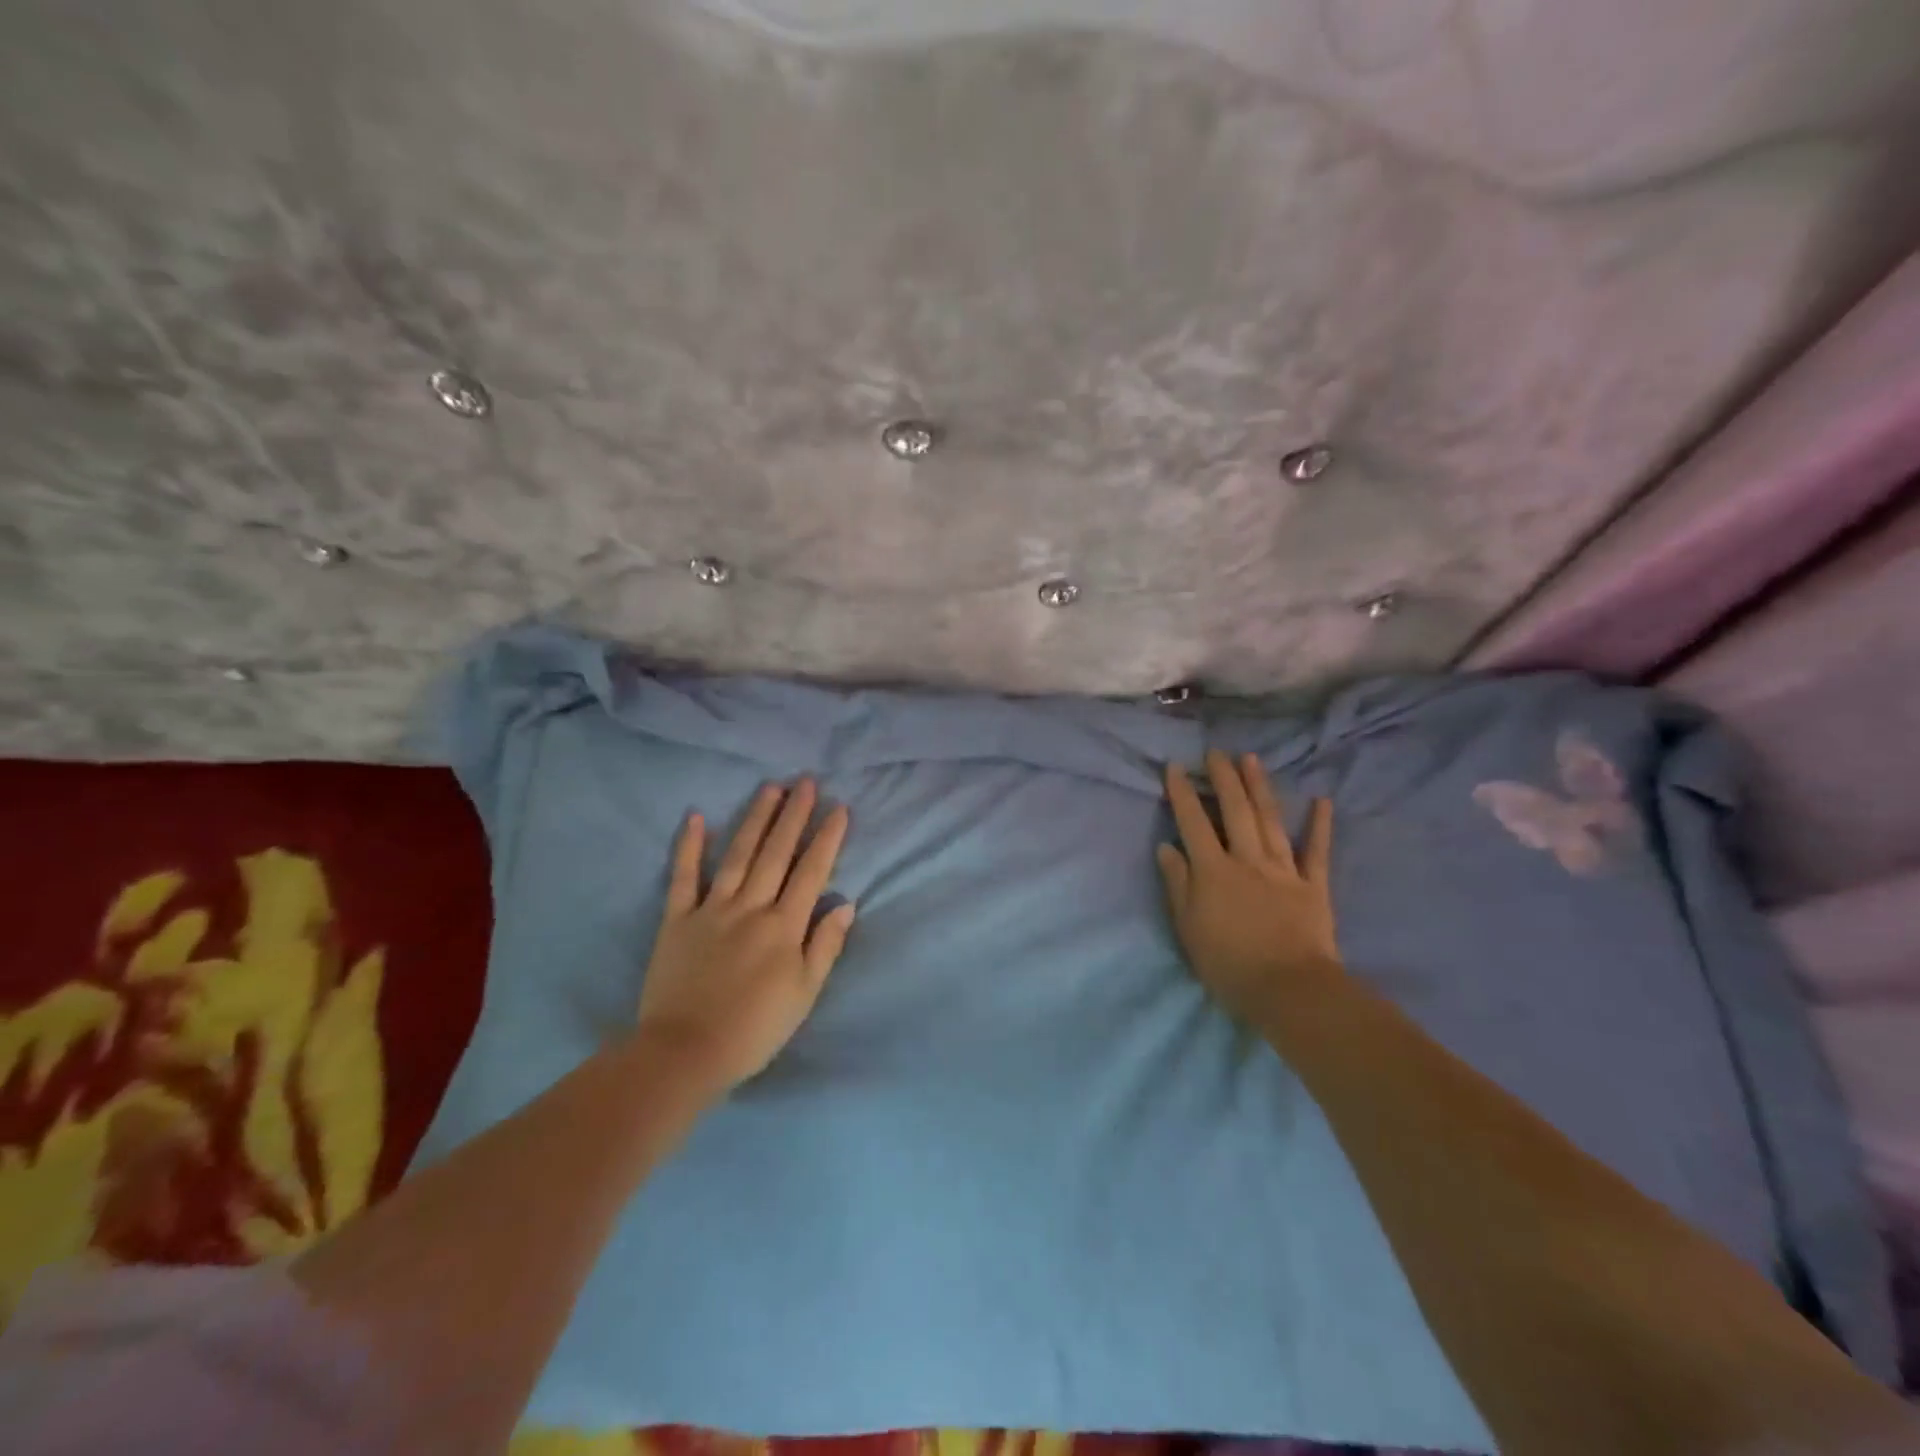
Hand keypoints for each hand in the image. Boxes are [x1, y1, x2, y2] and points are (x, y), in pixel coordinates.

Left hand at [637, 780, 855, 1090]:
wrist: (685, 1052)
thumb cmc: (755, 1029)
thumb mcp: (805, 994)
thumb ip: (825, 946)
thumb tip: (845, 904)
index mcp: (784, 926)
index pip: (812, 871)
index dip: (827, 838)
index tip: (839, 808)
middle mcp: (751, 907)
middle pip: (777, 853)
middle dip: (794, 815)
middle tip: (805, 782)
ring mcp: (712, 909)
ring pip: (738, 855)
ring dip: (755, 819)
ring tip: (770, 788)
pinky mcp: (677, 919)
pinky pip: (684, 877)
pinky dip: (690, 846)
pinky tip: (698, 817)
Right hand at [1157, 750, 1344, 1030]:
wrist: (1289, 989)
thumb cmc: (1228, 964)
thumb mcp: (1188, 927)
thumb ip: (1177, 883)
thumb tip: (1166, 846)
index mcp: (1213, 870)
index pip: (1193, 823)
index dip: (1183, 793)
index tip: (1176, 767)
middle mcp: (1247, 860)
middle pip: (1234, 811)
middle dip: (1223, 778)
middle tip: (1216, 752)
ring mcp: (1283, 870)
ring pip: (1270, 820)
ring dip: (1260, 788)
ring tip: (1251, 759)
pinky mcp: (1313, 885)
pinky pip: (1317, 850)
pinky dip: (1320, 825)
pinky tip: (1322, 800)